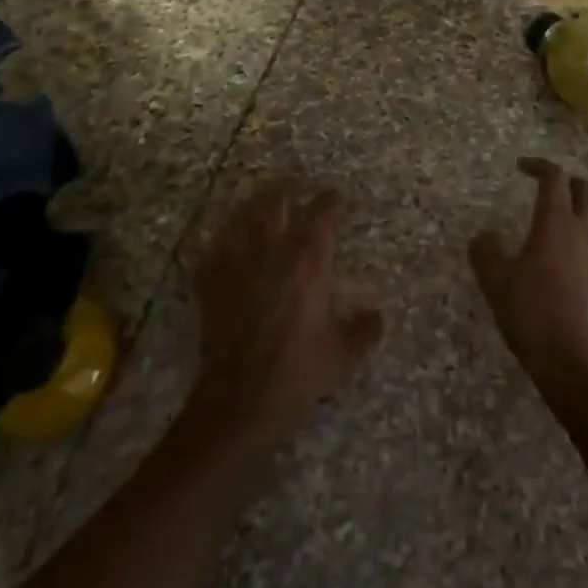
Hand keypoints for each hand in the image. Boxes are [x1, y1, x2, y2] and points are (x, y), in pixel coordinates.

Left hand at [192, 179, 383, 445]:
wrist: (239, 400)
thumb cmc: (297, 372)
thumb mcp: (343, 355)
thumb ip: (364, 329)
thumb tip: (377, 315)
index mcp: (309, 257)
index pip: (322, 211)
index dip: (330, 200)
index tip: (335, 197)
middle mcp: (272, 247)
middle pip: (277, 200)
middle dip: (286, 190)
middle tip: (293, 186)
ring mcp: (236, 261)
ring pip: (243, 216)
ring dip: (253, 207)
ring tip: (259, 203)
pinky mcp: (210, 281)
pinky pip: (214, 248)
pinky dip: (221, 241)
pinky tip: (223, 243)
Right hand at [469, 158, 587, 396]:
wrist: (582, 371)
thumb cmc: (535, 319)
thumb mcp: (497, 285)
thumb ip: (485, 253)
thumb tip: (484, 236)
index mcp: (556, 223)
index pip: (554, 176)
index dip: (538, 165)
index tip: (521, 167)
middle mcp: (584, 232)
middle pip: (584, 189)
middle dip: (564, 182)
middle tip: (543, 190)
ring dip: (578, 210)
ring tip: (554, 226)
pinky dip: (584, 241)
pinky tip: (566, 265)